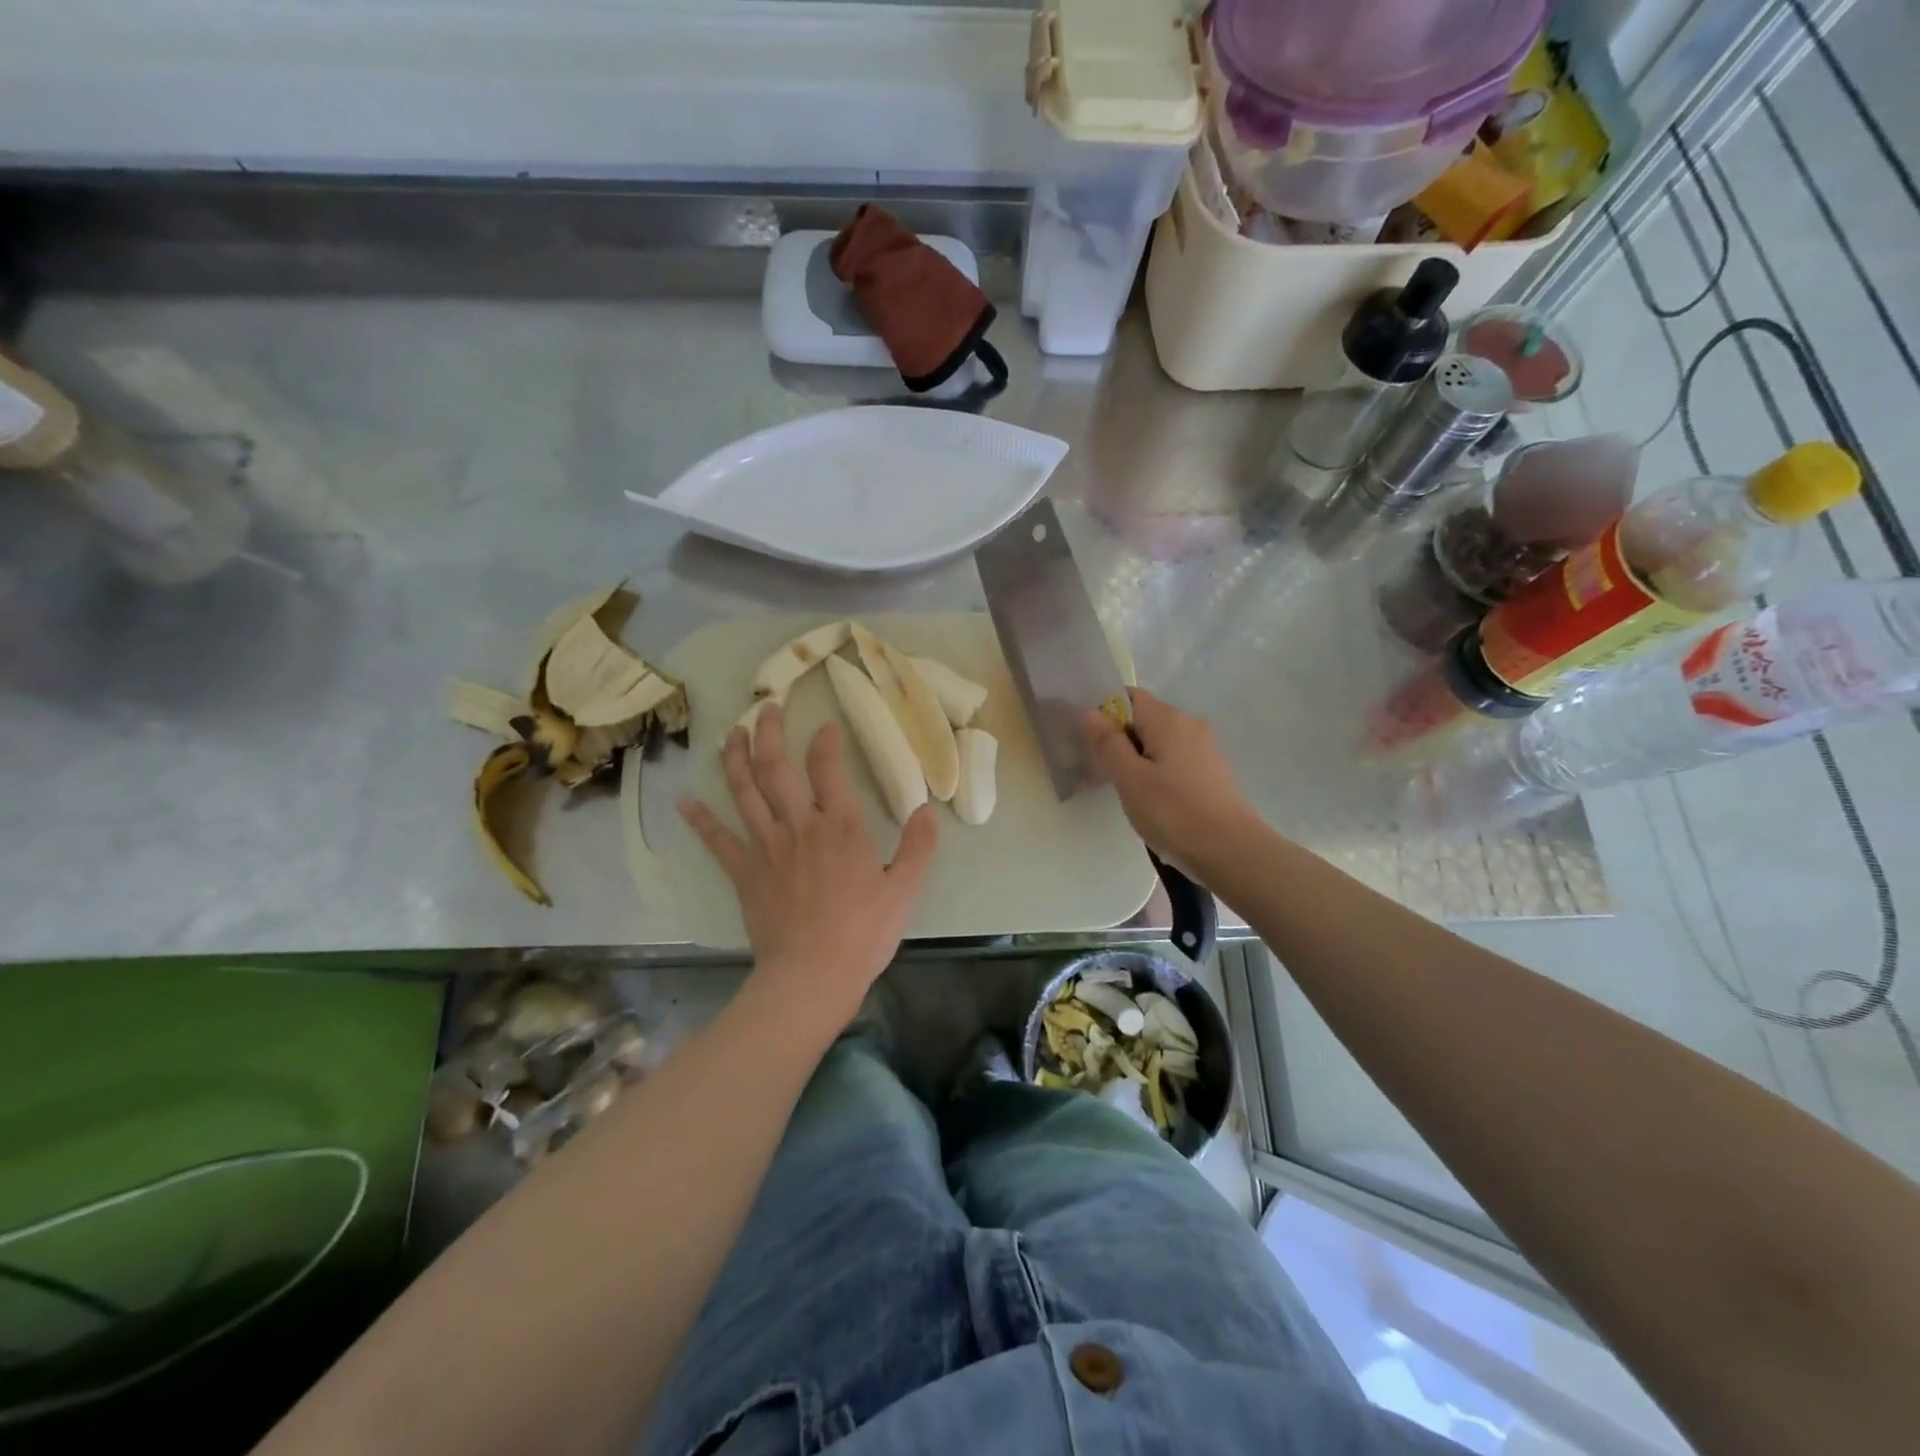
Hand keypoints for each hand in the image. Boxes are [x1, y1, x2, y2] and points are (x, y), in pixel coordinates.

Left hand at [679, 705, 938, 1022]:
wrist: (813, 975)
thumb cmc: (863, 933)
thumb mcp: (905, 889)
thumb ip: (919, 846)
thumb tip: (926, 809)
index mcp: (840, 826)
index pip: (828, 769)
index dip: (825, 742)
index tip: (825, 726)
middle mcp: (800, 826)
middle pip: (777, 769)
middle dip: (769, 734)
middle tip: (765, 708)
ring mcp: (766, 848)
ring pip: (745, 794)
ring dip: (736, 760)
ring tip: (731, 734)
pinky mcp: (744, 873)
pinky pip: (718, 841)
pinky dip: (701, 820)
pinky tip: (685, 802)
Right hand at [1082, 688, 1259, 875]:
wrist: (1232, 852)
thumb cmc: (1174, 812)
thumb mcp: (1129, 778)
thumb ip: (1107, 741)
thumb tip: (1087, 711)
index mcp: (1168, 719)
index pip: (1127, 696)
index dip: (1102, 711)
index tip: (1083, 738)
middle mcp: (1189, 724)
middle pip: (1142, 719)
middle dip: (1116, 739)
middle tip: (1094, 769)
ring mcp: (1203, 749)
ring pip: (1157, 742)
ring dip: (1134, 758)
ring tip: (1118, 789)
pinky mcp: (1210, 772)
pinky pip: (1172, 760)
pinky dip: (1154, 771)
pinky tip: (1147, 800)